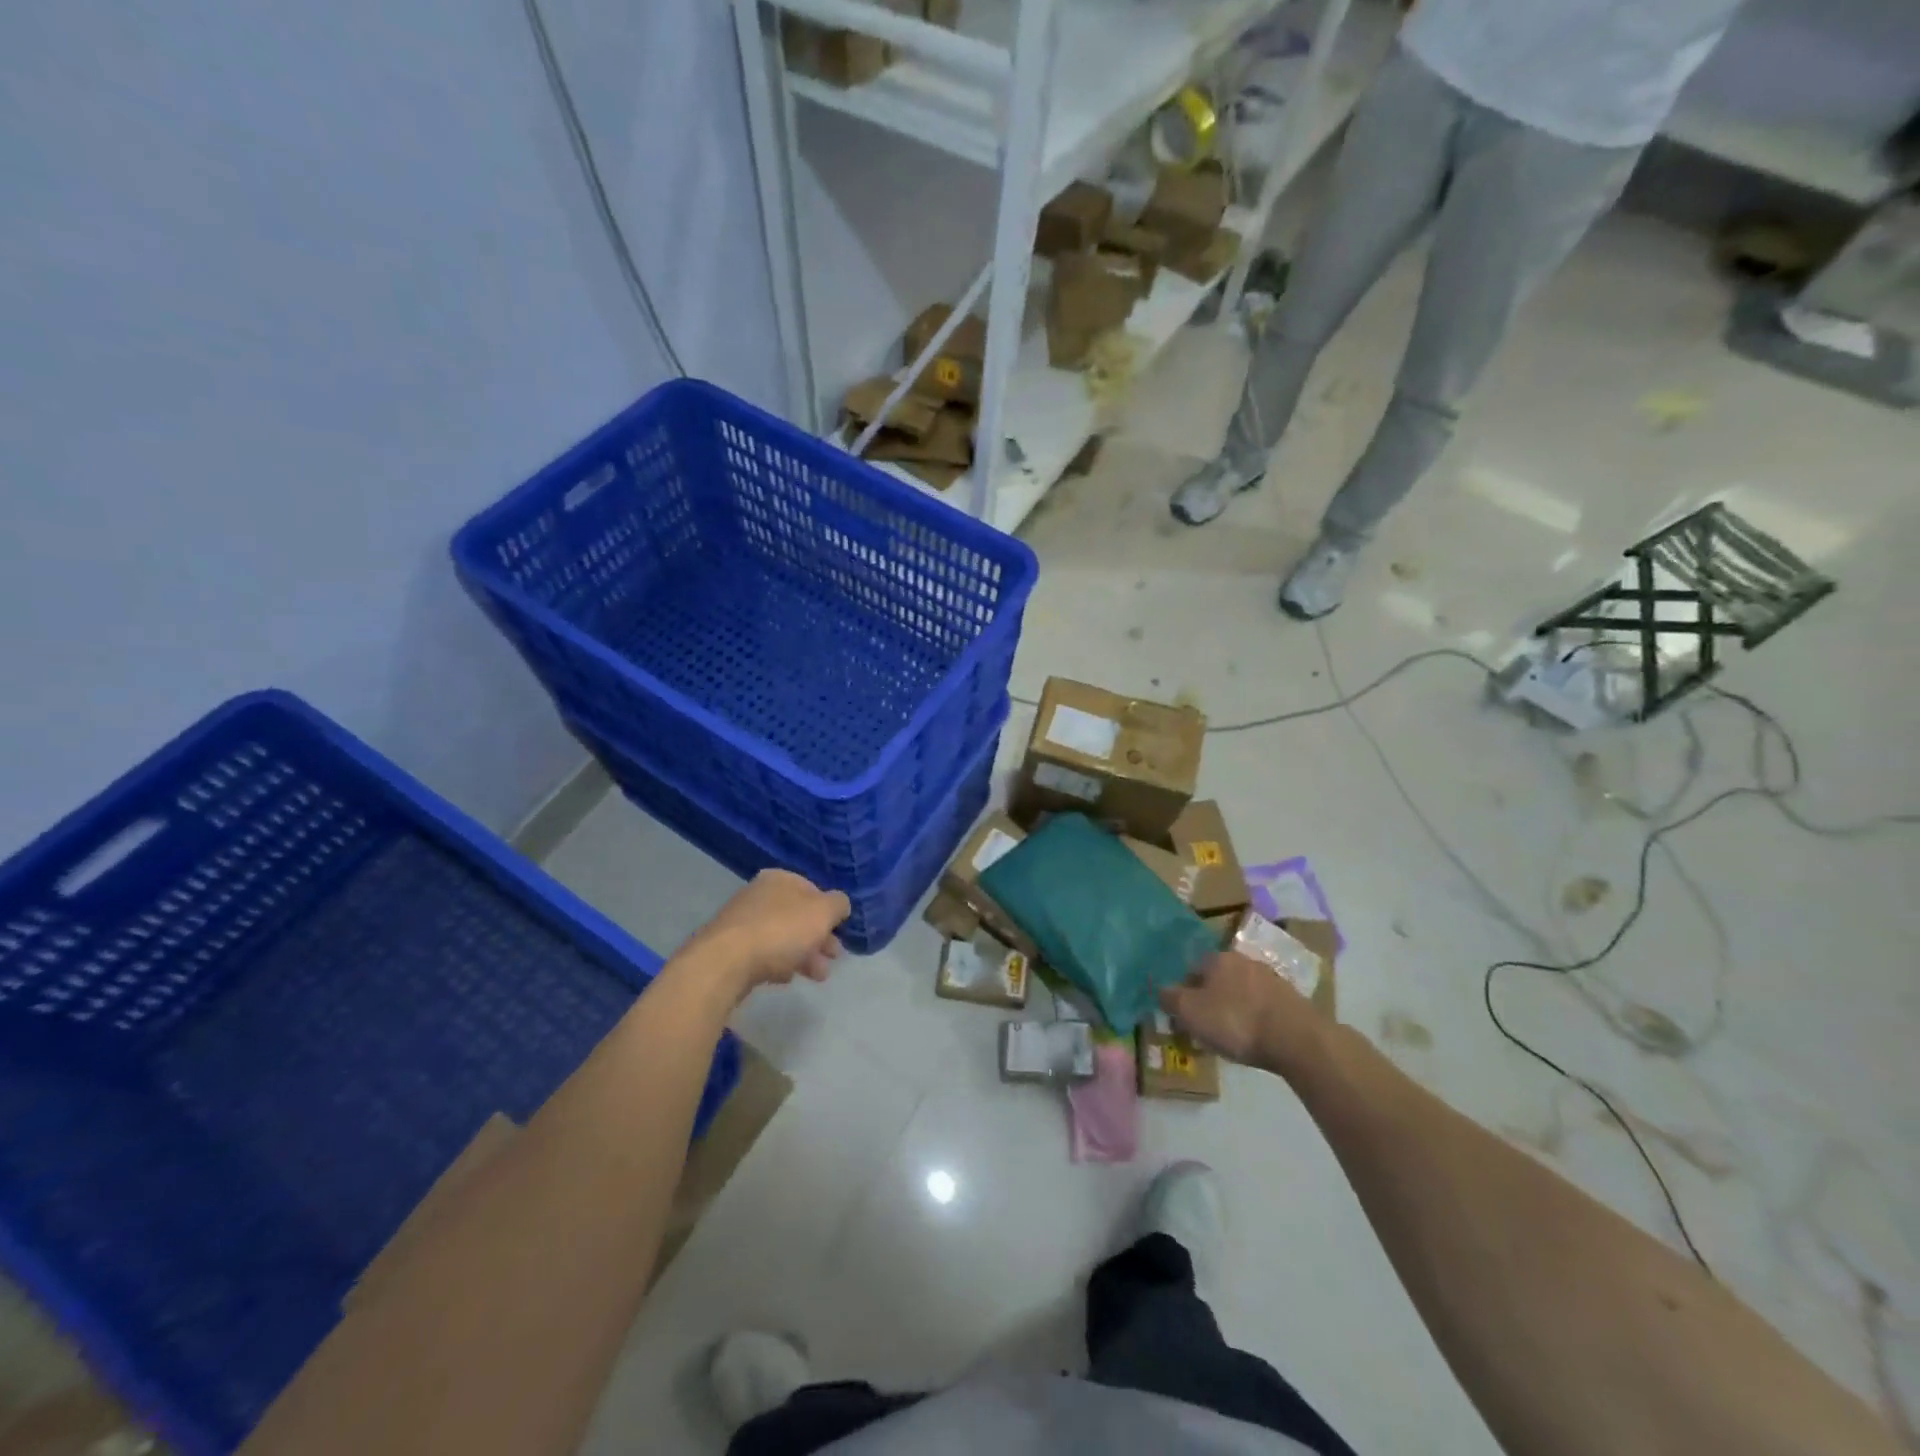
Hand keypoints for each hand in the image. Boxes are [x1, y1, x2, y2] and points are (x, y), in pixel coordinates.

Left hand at [688, 870, 850, 999]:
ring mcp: (742, 921)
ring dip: (804, 955)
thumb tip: (839, 904)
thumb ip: (838, 904)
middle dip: (819, 938)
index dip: (829, 912)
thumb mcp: (823, 912)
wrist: (725, 962)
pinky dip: (779, 963)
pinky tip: (785, 978)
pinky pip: (763, 954)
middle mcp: (759, 894)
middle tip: (833, 959)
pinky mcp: (730, 948)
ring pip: (782, 937)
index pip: (813, 890)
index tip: (840, 933)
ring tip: (817, 977)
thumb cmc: (781, 930)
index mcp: (780, 879)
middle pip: (798, 916)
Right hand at [1160, 951, 1316, 1073]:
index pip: (1191, 968)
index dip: (1184, 991)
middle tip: (1205, 1025)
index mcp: (1217, 958)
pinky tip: (1255, 1037)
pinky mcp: (1292, 999)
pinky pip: (1262, 1006)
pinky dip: (1255, 1018)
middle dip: (1210, 998)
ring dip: (1234, 1008)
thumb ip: (1170, 998)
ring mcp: (1271, 978)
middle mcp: (1244, 960)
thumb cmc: (1236, 1021)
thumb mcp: (1190, 1012)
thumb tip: (1160, 989)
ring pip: (1241, 991)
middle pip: (1217, 978)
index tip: (1183, 1014)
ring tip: (1231, 1036)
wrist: (1297, 1039)